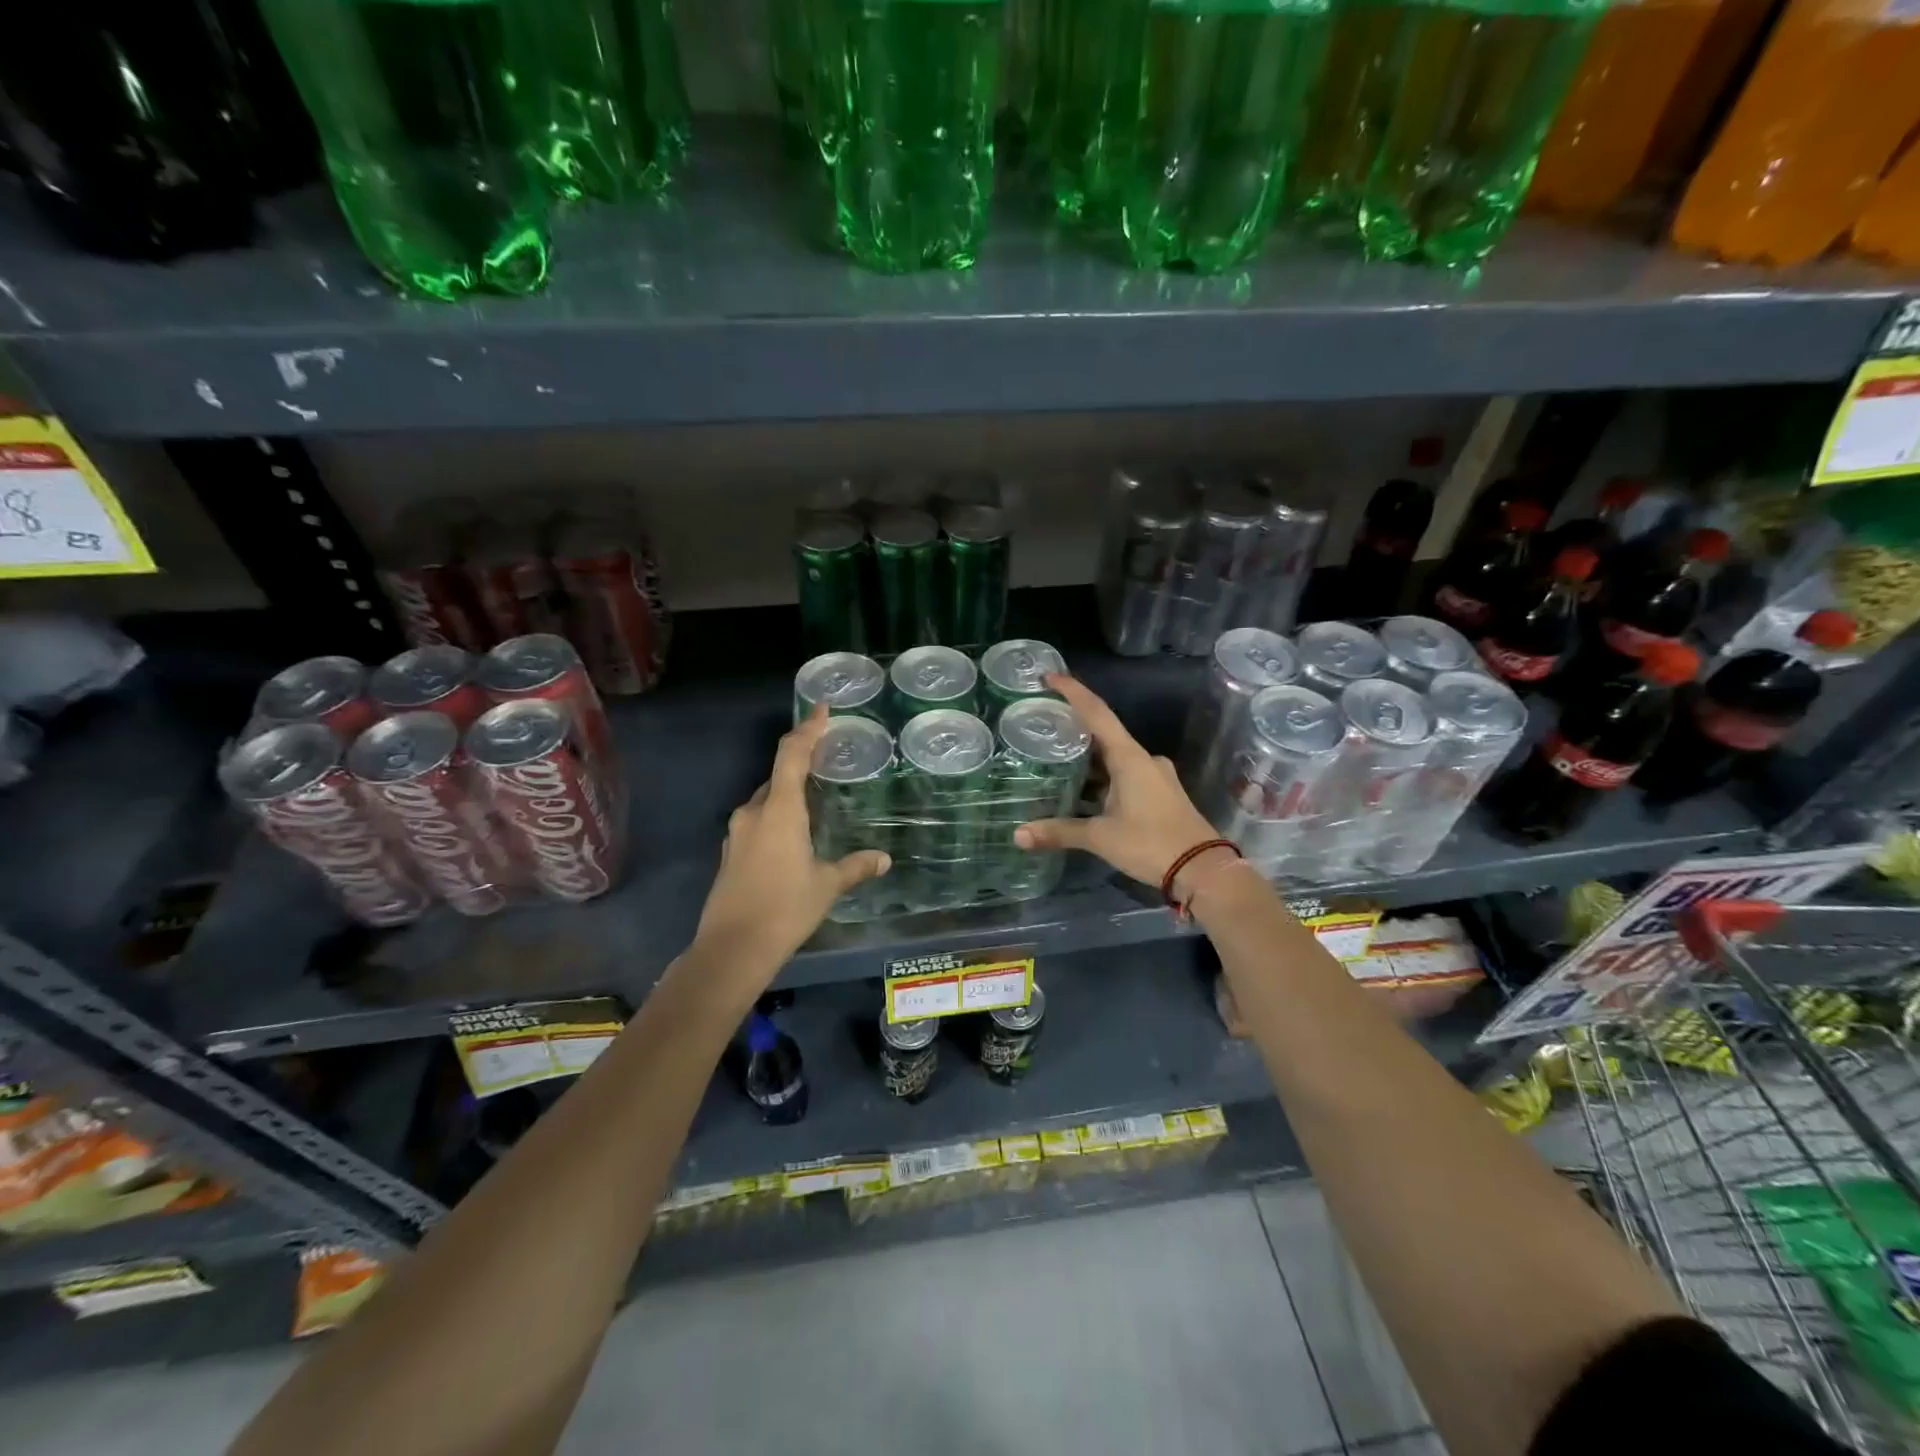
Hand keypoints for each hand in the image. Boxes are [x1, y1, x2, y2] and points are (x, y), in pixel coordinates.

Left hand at [690, 707, 890, 984]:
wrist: (732, 949)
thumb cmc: (785, 908)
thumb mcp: (826, 885)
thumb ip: (855, 867)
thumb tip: (883, 859)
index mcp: (779, 810)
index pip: (791, 755)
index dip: (807, 729)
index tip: (821, 710)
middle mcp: (753, 813)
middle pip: (777, 776)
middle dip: (800, 766)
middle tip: (826, 763)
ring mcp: (737, 833)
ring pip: (766, 802)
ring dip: (787, 796)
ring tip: (814, 805)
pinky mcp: (730, 853)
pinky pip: (757, 823)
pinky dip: (775, 819)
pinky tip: (792, 840)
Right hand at [1014, 674, 1224, 893]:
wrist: (1203, 870)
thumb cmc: (1151, 843)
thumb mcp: (1100, 837)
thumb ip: (1059, 832)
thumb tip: (1017, 835)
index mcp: (1129, 758)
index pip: (1097, 713)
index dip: (1073, 691)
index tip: (1049, 676)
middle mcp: (1144, 759)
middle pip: (1104, 734)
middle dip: (1075, 728)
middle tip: (1044, 723)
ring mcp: (1155, 776)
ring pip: (1115, 758)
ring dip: (1089, 759)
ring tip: (1055, 758)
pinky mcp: (1160, 794)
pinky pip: (1125, 775)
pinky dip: (1103, 777)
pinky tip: (1083, 791)